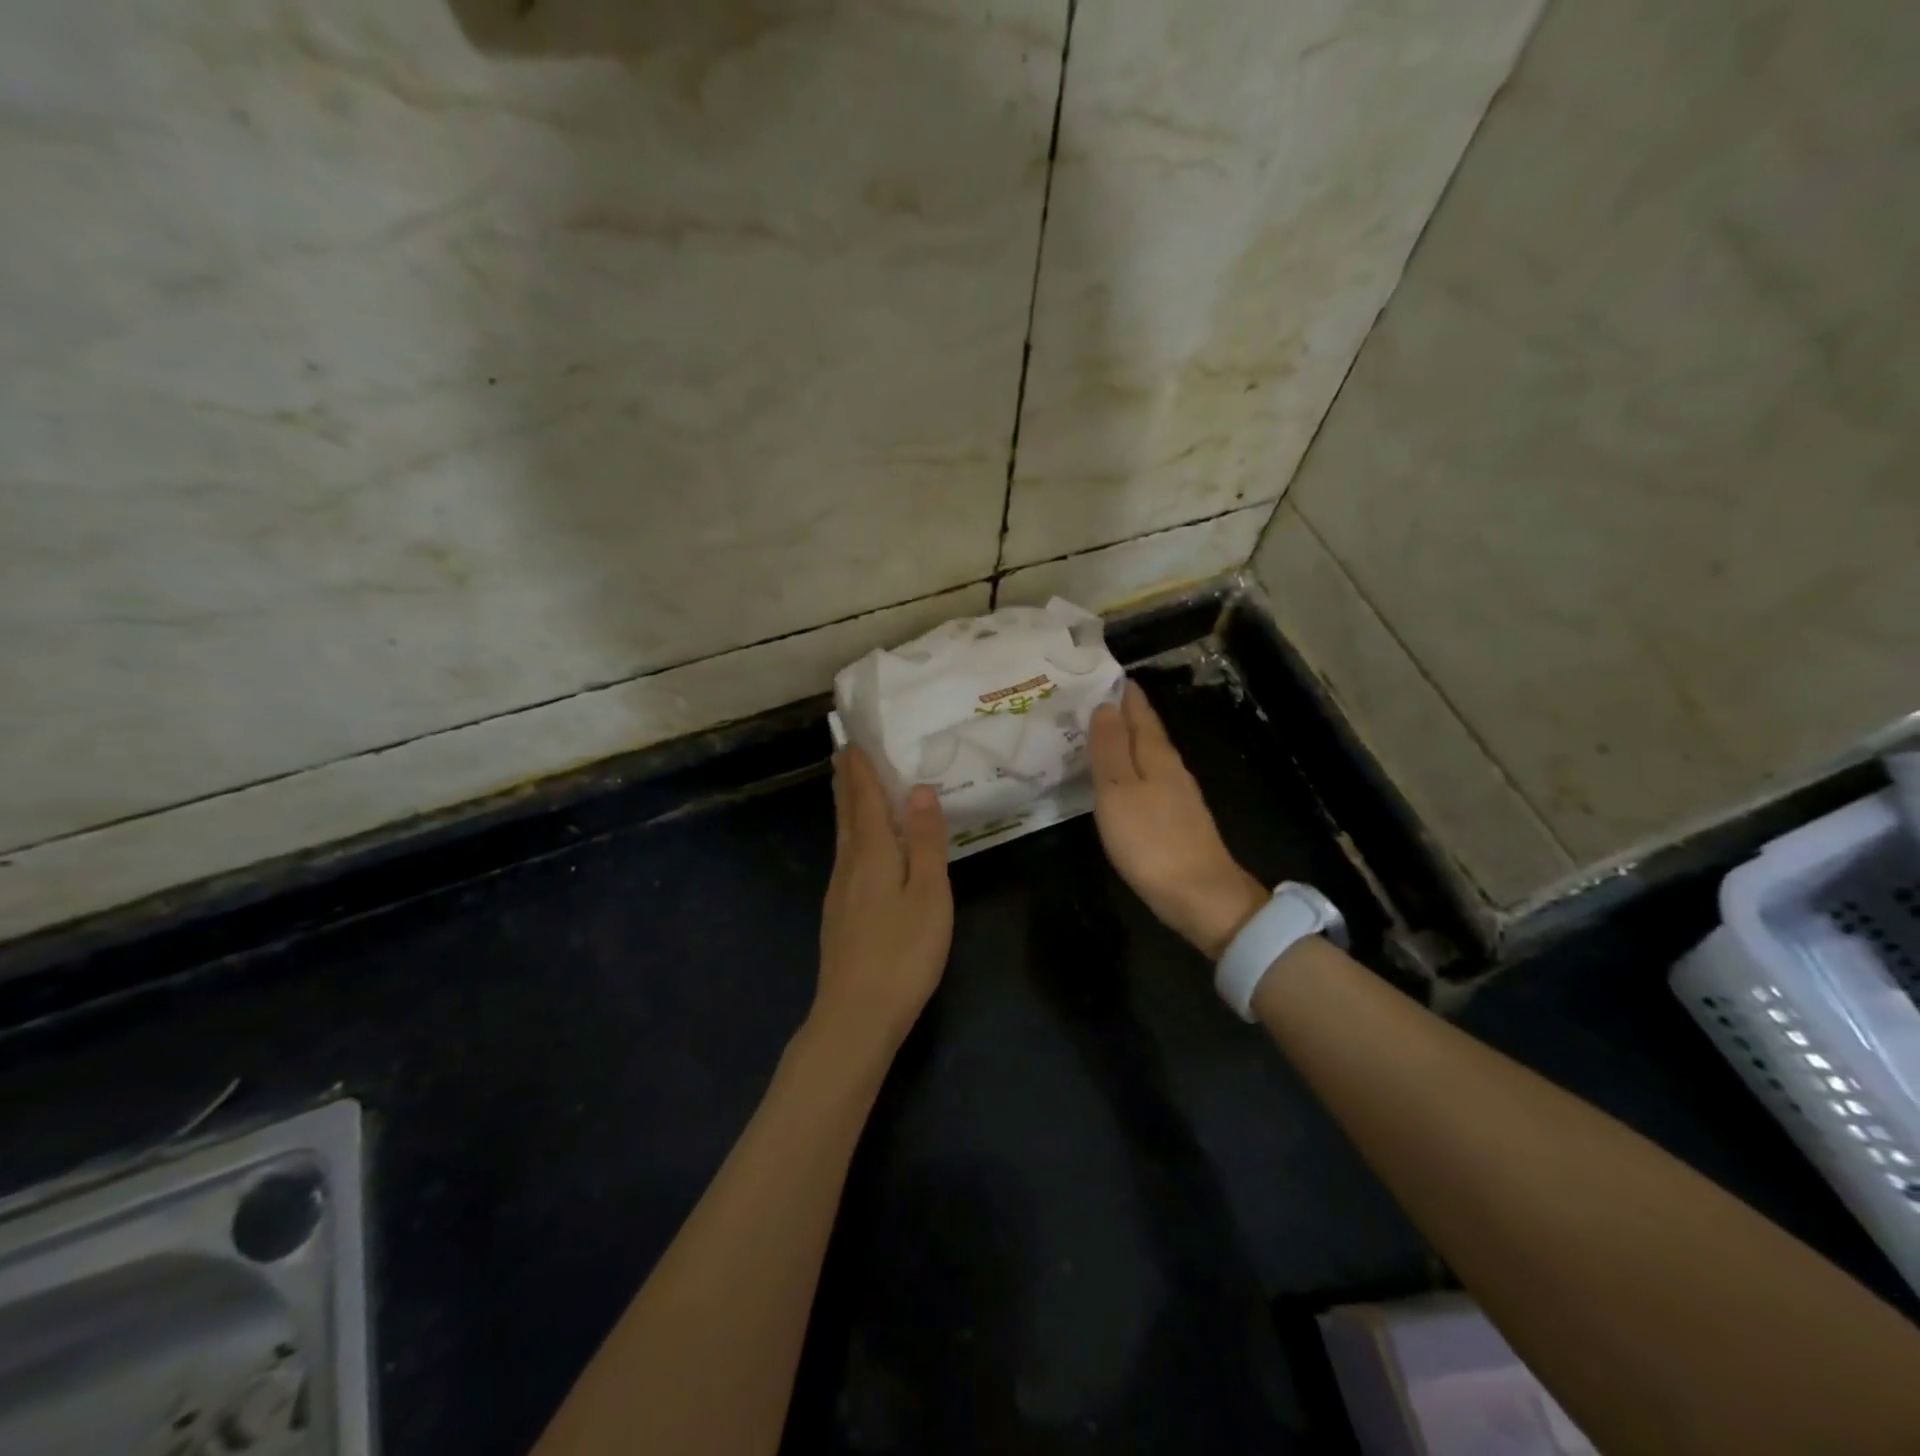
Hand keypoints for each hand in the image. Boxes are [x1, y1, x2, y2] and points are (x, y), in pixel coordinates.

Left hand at [813, 746, 953, 1053]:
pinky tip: (858, 845)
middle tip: (845, 752)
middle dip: (847, 781)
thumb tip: (919, 789)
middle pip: (846, 813)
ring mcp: (839, 891)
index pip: (863, 798)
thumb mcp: (929, 894)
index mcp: (871, 853)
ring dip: (846, 805)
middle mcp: (848, 864)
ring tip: (850, 786)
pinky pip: (845, 856)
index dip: (860, 768)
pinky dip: (851, 834)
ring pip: (843, 835)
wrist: (856, 1016)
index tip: (853, 739)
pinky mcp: (839, 914)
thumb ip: (925, 841)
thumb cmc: (902, 953)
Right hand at [1089, 680, 1266, 959]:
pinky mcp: (1177, 820)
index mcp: (1157, 755)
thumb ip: (1110, 749)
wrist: (1201, 896)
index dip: (1122, 691)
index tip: (1101, 673)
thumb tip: (1105, 705)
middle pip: (1146, 731)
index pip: (1138, 711)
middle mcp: (1171, 767)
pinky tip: (1120, 778)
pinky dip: (1131, 769)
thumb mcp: (1118, 791)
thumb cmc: (1151, 841)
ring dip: (1125, 741)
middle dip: (1121, 713)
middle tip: (1090, 699)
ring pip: (1148, 755)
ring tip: (1098, 733)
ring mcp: (1178, 795)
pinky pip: (1149, 779)